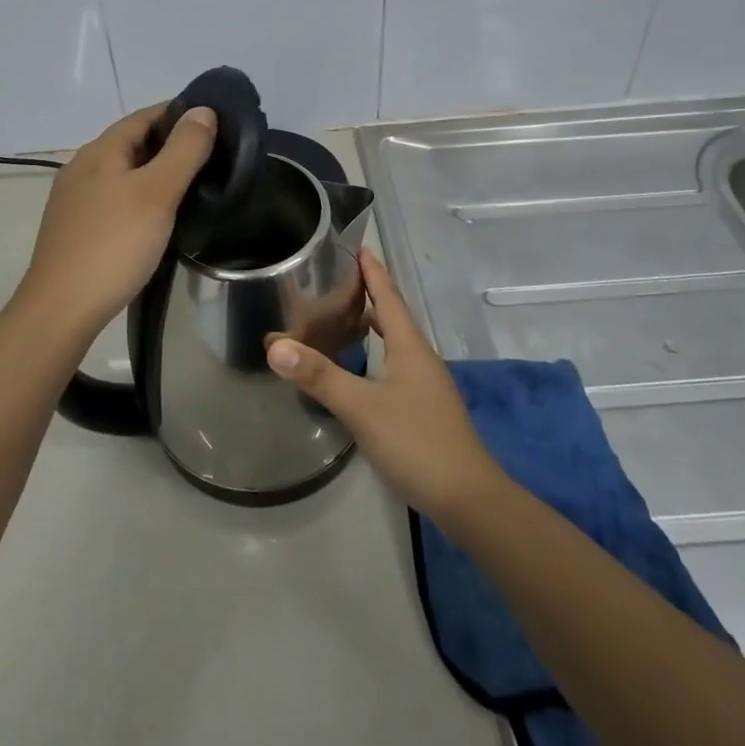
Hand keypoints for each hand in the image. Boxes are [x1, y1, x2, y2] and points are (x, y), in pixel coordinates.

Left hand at [11, 103, 217, 342]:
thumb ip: (183, 150)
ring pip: (125, 174)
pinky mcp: (78, 231)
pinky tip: (161, 217)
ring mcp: (77, 202)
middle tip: (213, 155)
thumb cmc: (113, 245)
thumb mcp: (156, 193)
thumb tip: (203, 110)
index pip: (143, 116)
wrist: (61, 310)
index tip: (215, 123)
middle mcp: (83, 169)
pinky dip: (143, 198)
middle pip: (132, 144)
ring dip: (157, 172)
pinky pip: (117, 200)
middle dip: (171, 144)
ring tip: (195, 185)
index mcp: (99, 152)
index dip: (178, 113)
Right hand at [266, 250, 501, 522]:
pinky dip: (376, 353)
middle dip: (368, 293)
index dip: (372, 271)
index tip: (357, 246)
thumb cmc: (416, 442)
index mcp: (410, 346)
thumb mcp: (362, 407)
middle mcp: (420, 358)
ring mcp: (425, 385)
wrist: (469, 500)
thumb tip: (275, 345)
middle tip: (336, 280)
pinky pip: (396, 365)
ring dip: (373, 324)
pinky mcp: (424, 408)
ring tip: (342, 318)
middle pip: (393, 315)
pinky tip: (361, 369)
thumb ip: (319, 376)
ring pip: (395, 342)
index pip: (388, 296)